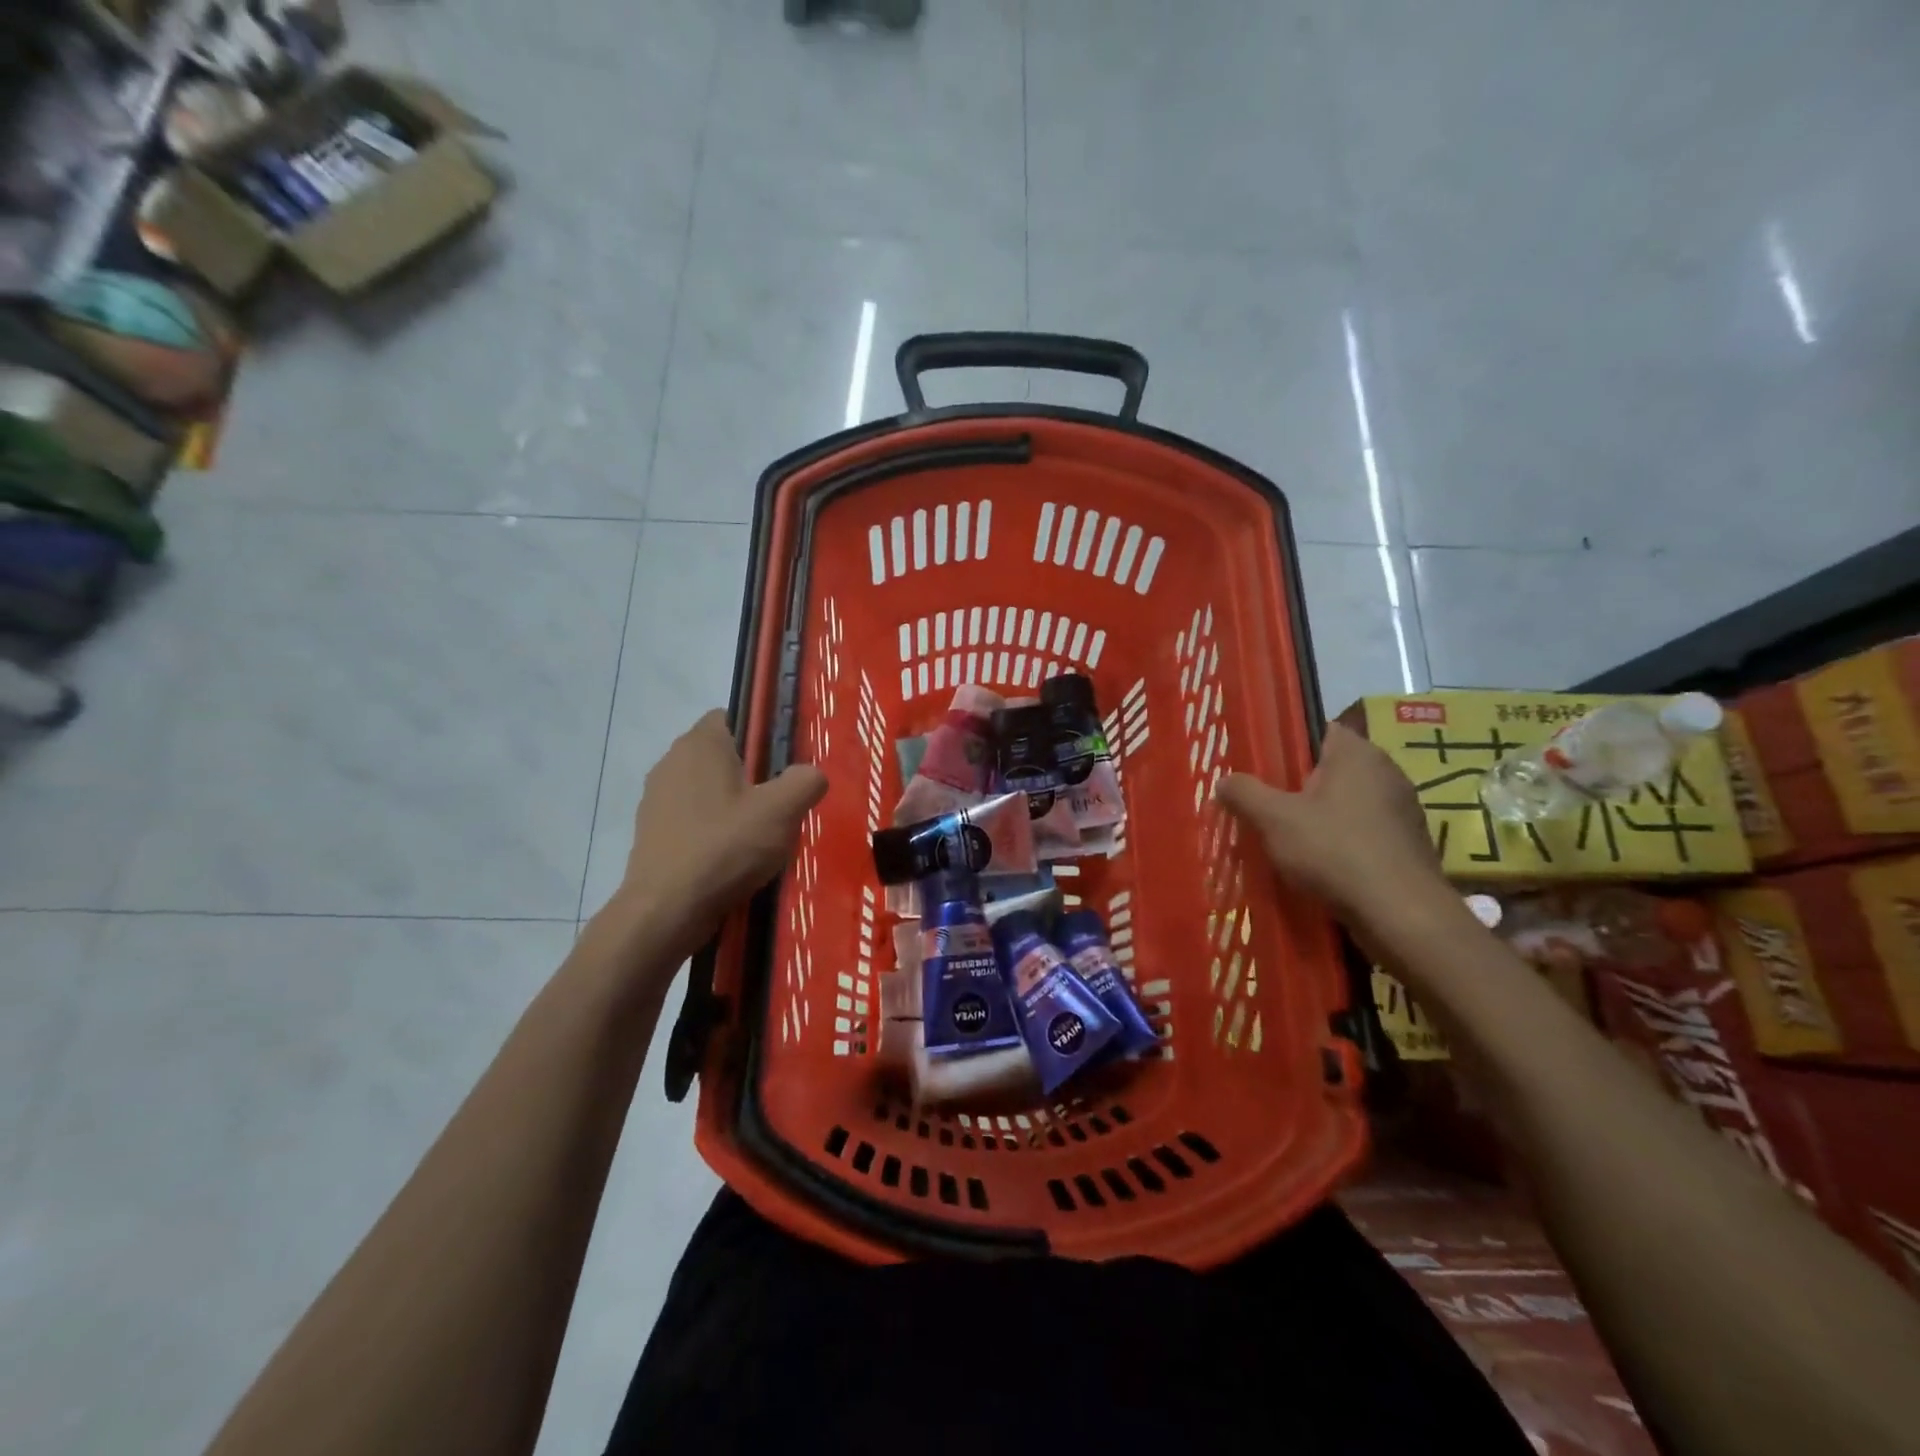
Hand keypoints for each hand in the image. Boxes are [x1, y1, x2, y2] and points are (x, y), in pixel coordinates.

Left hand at [623, 710, 827, 959]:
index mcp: (701, 743)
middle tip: (782, 801)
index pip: (733, 716)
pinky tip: (733, 857)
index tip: (785, 762)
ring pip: (707, 789)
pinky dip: (713, 830)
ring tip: (760, 835)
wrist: (666, 910)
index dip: (762, 733)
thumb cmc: (725, 847)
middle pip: (722, 755)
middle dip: (752, 773)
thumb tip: (812, 774)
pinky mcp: (651, 833)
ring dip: (732, 805)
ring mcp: (656, 799)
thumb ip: (806, 781)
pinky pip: (692, 819)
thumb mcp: (783, 810)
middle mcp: (672, 761)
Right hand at [1215, 723, 1445, 928]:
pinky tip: (1317, 864)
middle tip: (1264, 805)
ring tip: (1284, 838)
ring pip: (1346, 803)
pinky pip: (1362, 831)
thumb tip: (1224, 781)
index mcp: (1356, 753)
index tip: (1260, 766)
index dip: (1287, 745)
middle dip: (1297, 786)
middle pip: (1330, 769)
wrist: (1400, 914)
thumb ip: (1245, 794)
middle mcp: (1386, 772)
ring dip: (1319, 817)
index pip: (1318, 730)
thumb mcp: (1274, 819)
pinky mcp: (1406, 844)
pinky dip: (1340, 842)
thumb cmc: (1335, 851)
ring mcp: (1401, 810)